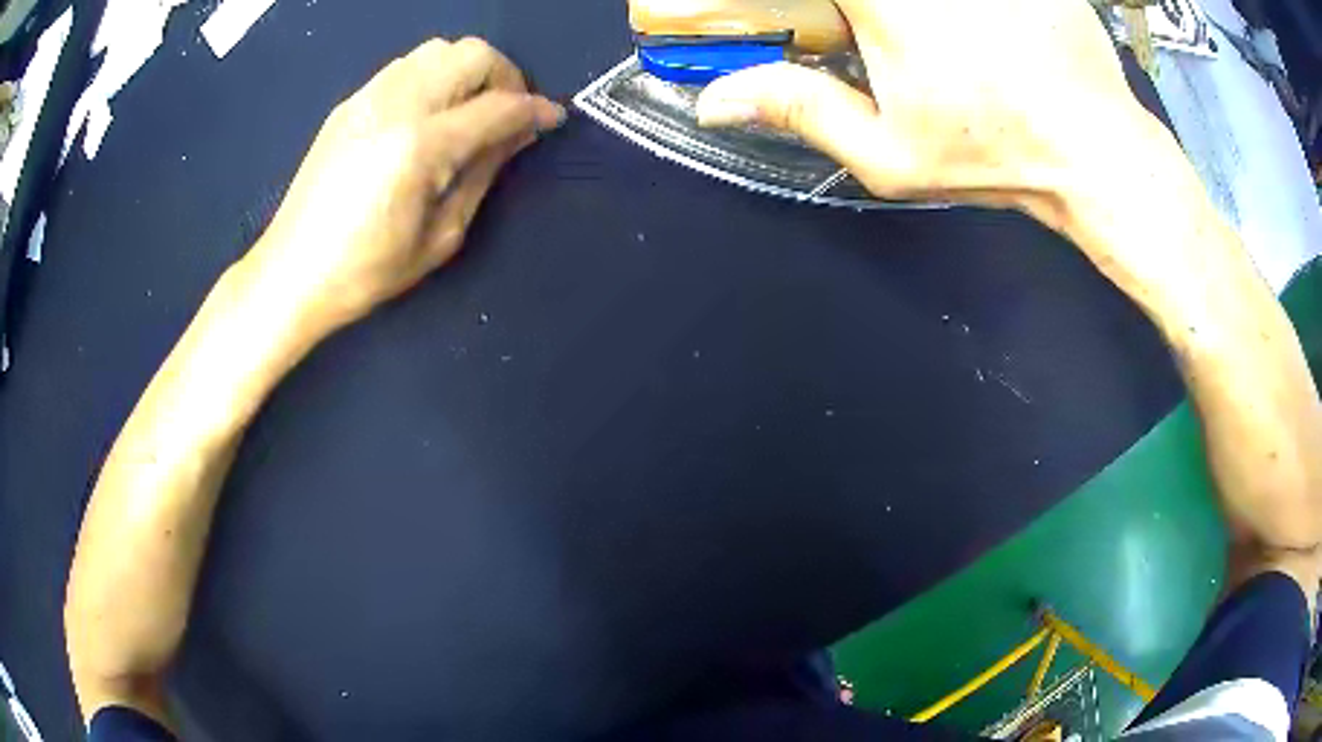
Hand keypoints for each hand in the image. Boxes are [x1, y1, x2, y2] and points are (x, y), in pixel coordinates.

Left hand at [246, 37, 563, 329]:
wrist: (292, 272)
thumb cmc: (367, 271)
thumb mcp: (441, 236)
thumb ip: (484, 173)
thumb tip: (519, 134)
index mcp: (421, 146)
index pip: (498, 106)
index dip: (535, 109)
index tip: (552, 119)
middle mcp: (396, 105)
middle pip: (473, 54)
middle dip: (505, 77)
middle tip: (507, 114)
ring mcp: (368, 97)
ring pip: (439, 49)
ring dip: (468, 71)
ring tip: (469, 110)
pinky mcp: (351, 102)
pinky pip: (406, 65)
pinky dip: (434, 76)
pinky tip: (430, 112)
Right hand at [695, 0, 1143, 215]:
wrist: (1095, 148)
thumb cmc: (995, 153)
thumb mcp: (887, 152)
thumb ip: (798, 108)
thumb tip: (717, 100)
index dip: (803, 10)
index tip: (833, 34)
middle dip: (859, 17)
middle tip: (876, 41)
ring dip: (915, 19)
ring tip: (940, 46)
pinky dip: (969, 11)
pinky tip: (979, 30)